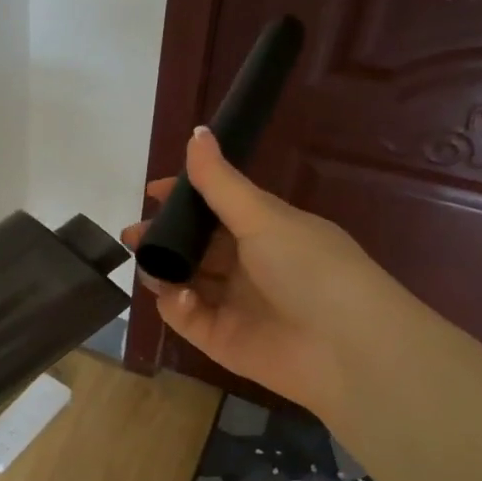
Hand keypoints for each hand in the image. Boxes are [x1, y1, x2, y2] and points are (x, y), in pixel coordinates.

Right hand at [122, 128, 399, 423]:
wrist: (347, 348)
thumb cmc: (311, 268)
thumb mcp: (264, 218)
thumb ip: (221, 182)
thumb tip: (197, 132)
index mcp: (264, 231)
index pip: (215, 208)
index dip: (183, 200)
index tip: (152, 193)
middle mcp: (246, 265)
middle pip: (193, 245)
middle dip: (161, 237)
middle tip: (134, 235)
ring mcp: (231, 303)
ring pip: (183, 279)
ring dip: (162, 269)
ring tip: (149, 263)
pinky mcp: (218, 338)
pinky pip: (184, 315)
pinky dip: (176, 304)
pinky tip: (181, 296)